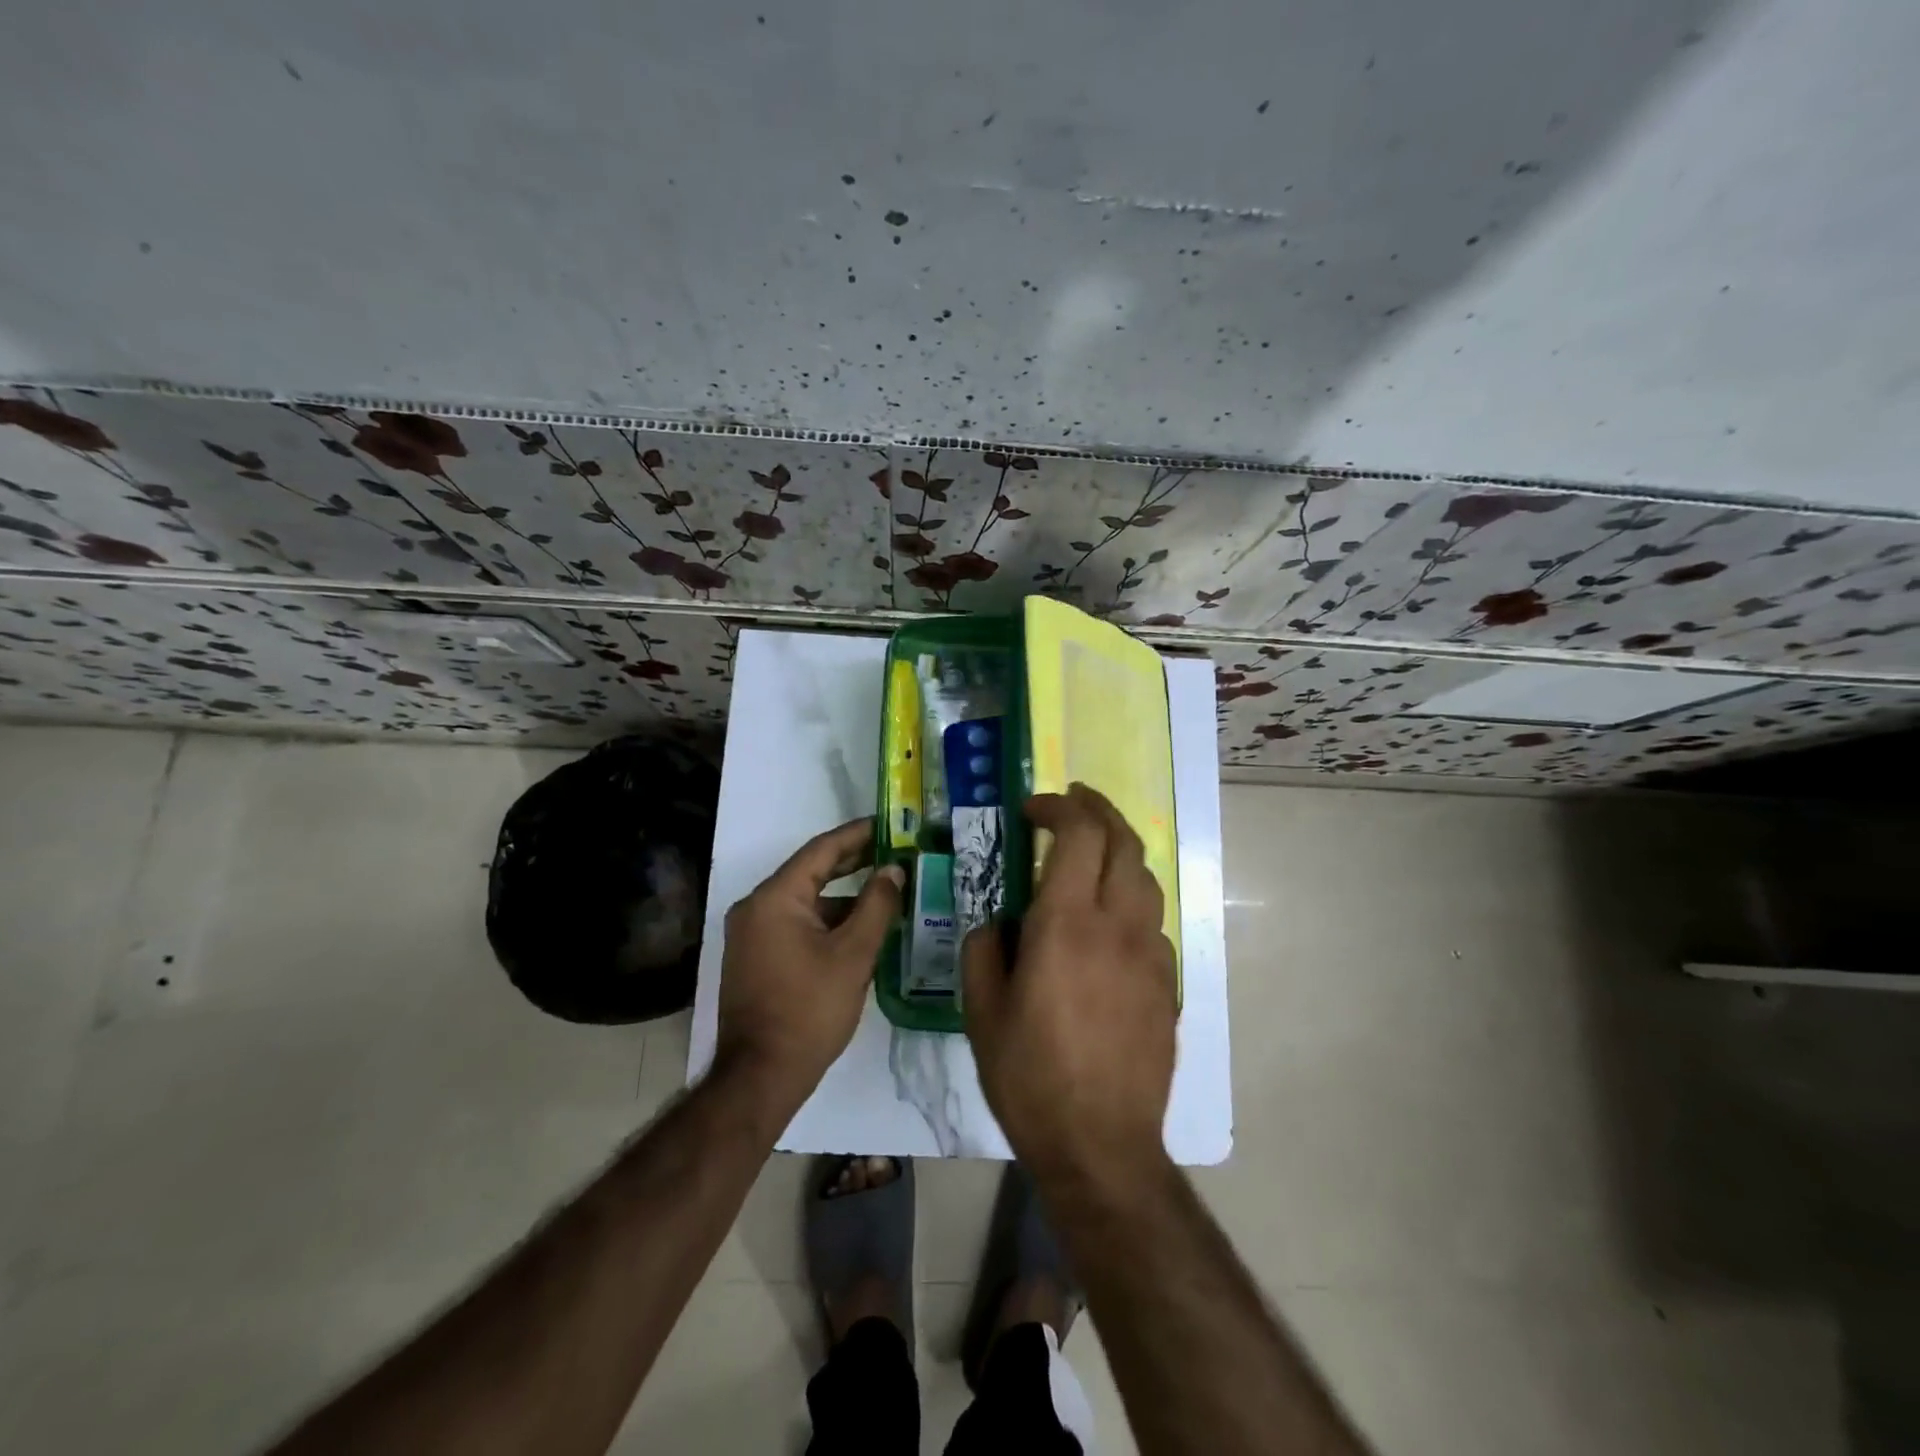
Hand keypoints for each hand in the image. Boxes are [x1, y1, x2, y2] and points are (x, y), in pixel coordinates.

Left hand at [715, 818, 903, 1112]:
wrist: (761, 1076)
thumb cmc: (809, 1010)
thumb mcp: (853, 955)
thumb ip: (877, 906)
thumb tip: (894, 870)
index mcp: (774, 898)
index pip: (821, 850)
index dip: (857, 835)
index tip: (889, 825)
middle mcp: (755, 907)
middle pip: (811, 872)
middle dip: (853, 862)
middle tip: (894, 851)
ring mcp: (752, 934)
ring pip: (806, 901)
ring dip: (843, 896)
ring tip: (886, 891)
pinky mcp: (756, 957)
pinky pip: (796, 923)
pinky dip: (827, 920)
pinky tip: (860, 927)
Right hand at [963, 783, 1177, 1183]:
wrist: (1103, 1146)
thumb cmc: (1031, 1078)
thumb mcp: (981, 1012)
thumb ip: (984, 950)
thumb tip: (998, 922)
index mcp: (1066, 924)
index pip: (1078, 834)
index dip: (1058, 807)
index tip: (1033, 809)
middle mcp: (1116, 925)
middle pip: (1123, 840)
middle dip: (1097, 809)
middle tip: (1072, 801)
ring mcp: (1150, 953)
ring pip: (1145, 876)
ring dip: (1118, 850)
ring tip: (1091, 853)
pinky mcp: (1168, 982)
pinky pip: (1152, 920)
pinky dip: (1129, 898)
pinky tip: (1108, 921)